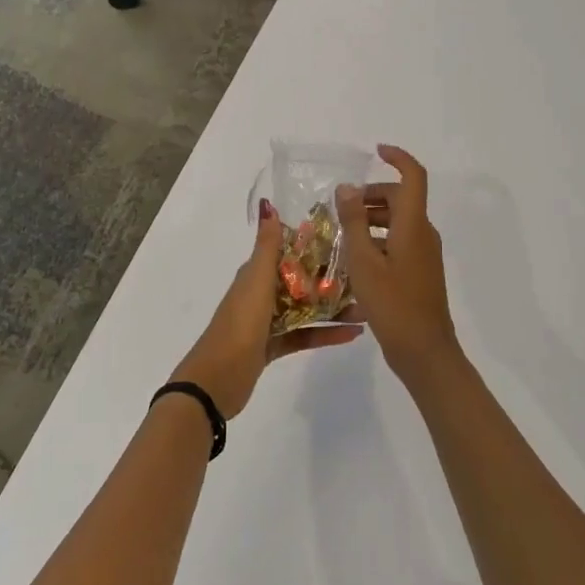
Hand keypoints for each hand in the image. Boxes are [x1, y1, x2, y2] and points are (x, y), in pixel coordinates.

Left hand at [171, 199, 362, 419]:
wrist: (216, 380)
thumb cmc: (239, 324)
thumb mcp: (255, 281)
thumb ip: (267, 247)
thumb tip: (268, 204)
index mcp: (256, 273)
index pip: (289, 251)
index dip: (315, 243)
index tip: (347, 237)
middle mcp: (262, 292)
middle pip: (302, 279)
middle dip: (331, 277)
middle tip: (367, 275)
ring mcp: (267, 321)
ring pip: (306, 308)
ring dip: (333, 307)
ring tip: (367, 307)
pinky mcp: (273, 346)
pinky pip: (304, 334)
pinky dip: (326, 333)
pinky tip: (354, 334)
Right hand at [335, 146, 460, 385]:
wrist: (425, 352)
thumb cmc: (393, 304)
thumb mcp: (363, 261)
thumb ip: (354, 221)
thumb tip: (347, 188)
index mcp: (414, 225)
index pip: (413, 177)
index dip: (398, 158)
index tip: (376, 151)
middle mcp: (423, 234)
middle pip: (401, 198)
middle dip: (372, 194)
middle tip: (341, 207)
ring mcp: (425, 254)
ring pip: (399, 221)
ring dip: (372, 218)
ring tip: (342, 233)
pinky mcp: (421, 272)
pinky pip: (400, 241)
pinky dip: (379, 238)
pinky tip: (356, 258)